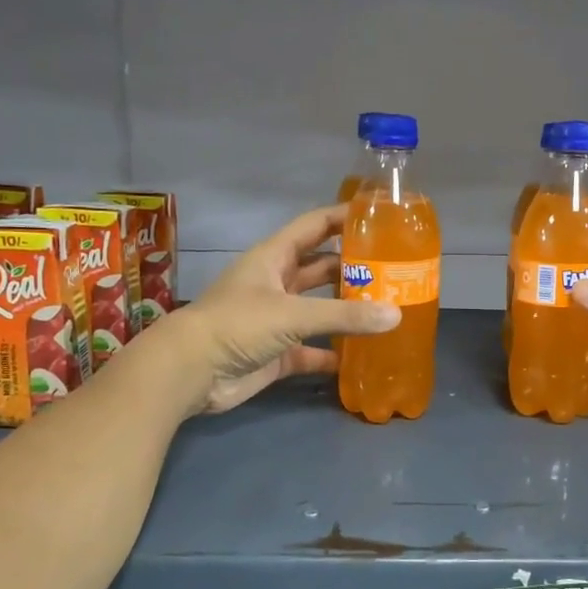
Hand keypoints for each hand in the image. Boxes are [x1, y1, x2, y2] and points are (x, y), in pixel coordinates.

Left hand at [164, 204, 399, 414]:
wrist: (191, 372)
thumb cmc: (238, 325)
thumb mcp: (292, 313)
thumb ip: (344, 315)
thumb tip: (396, 315)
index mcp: (274, 257)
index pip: (315, 226)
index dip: (343, 217)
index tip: (380, 216)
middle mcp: (277, 283)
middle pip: (321, 268)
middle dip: (354, 268)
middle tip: (395, 271)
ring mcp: (276, 320)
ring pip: (319, 310)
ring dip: (346, 311)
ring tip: (387, 310)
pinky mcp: (277, 353)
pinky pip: (312, 351)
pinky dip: (332, 353)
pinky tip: (361, 357)